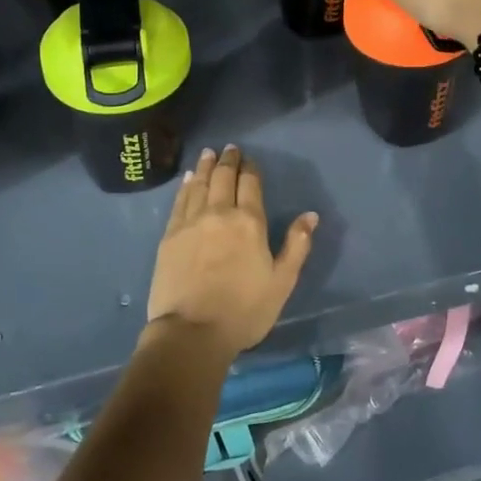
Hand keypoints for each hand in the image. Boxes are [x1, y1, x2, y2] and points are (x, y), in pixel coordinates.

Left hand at [145, 145, 318, 360]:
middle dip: (227, 161)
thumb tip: (310, 215)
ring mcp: (191, 222)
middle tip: (229, 149)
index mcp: (250, 222)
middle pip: (222, 178)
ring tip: (208, 154)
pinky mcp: (170, 235)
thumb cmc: (244, 311)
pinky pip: (179, 201)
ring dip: (204, 166)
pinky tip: (187, 179)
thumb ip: (297, 245)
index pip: (250, 184)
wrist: (192, 331)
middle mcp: (219, 213)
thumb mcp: (282, 282)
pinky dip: (185, 186)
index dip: (250, 169)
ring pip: (199, 184)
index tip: (249, 159)